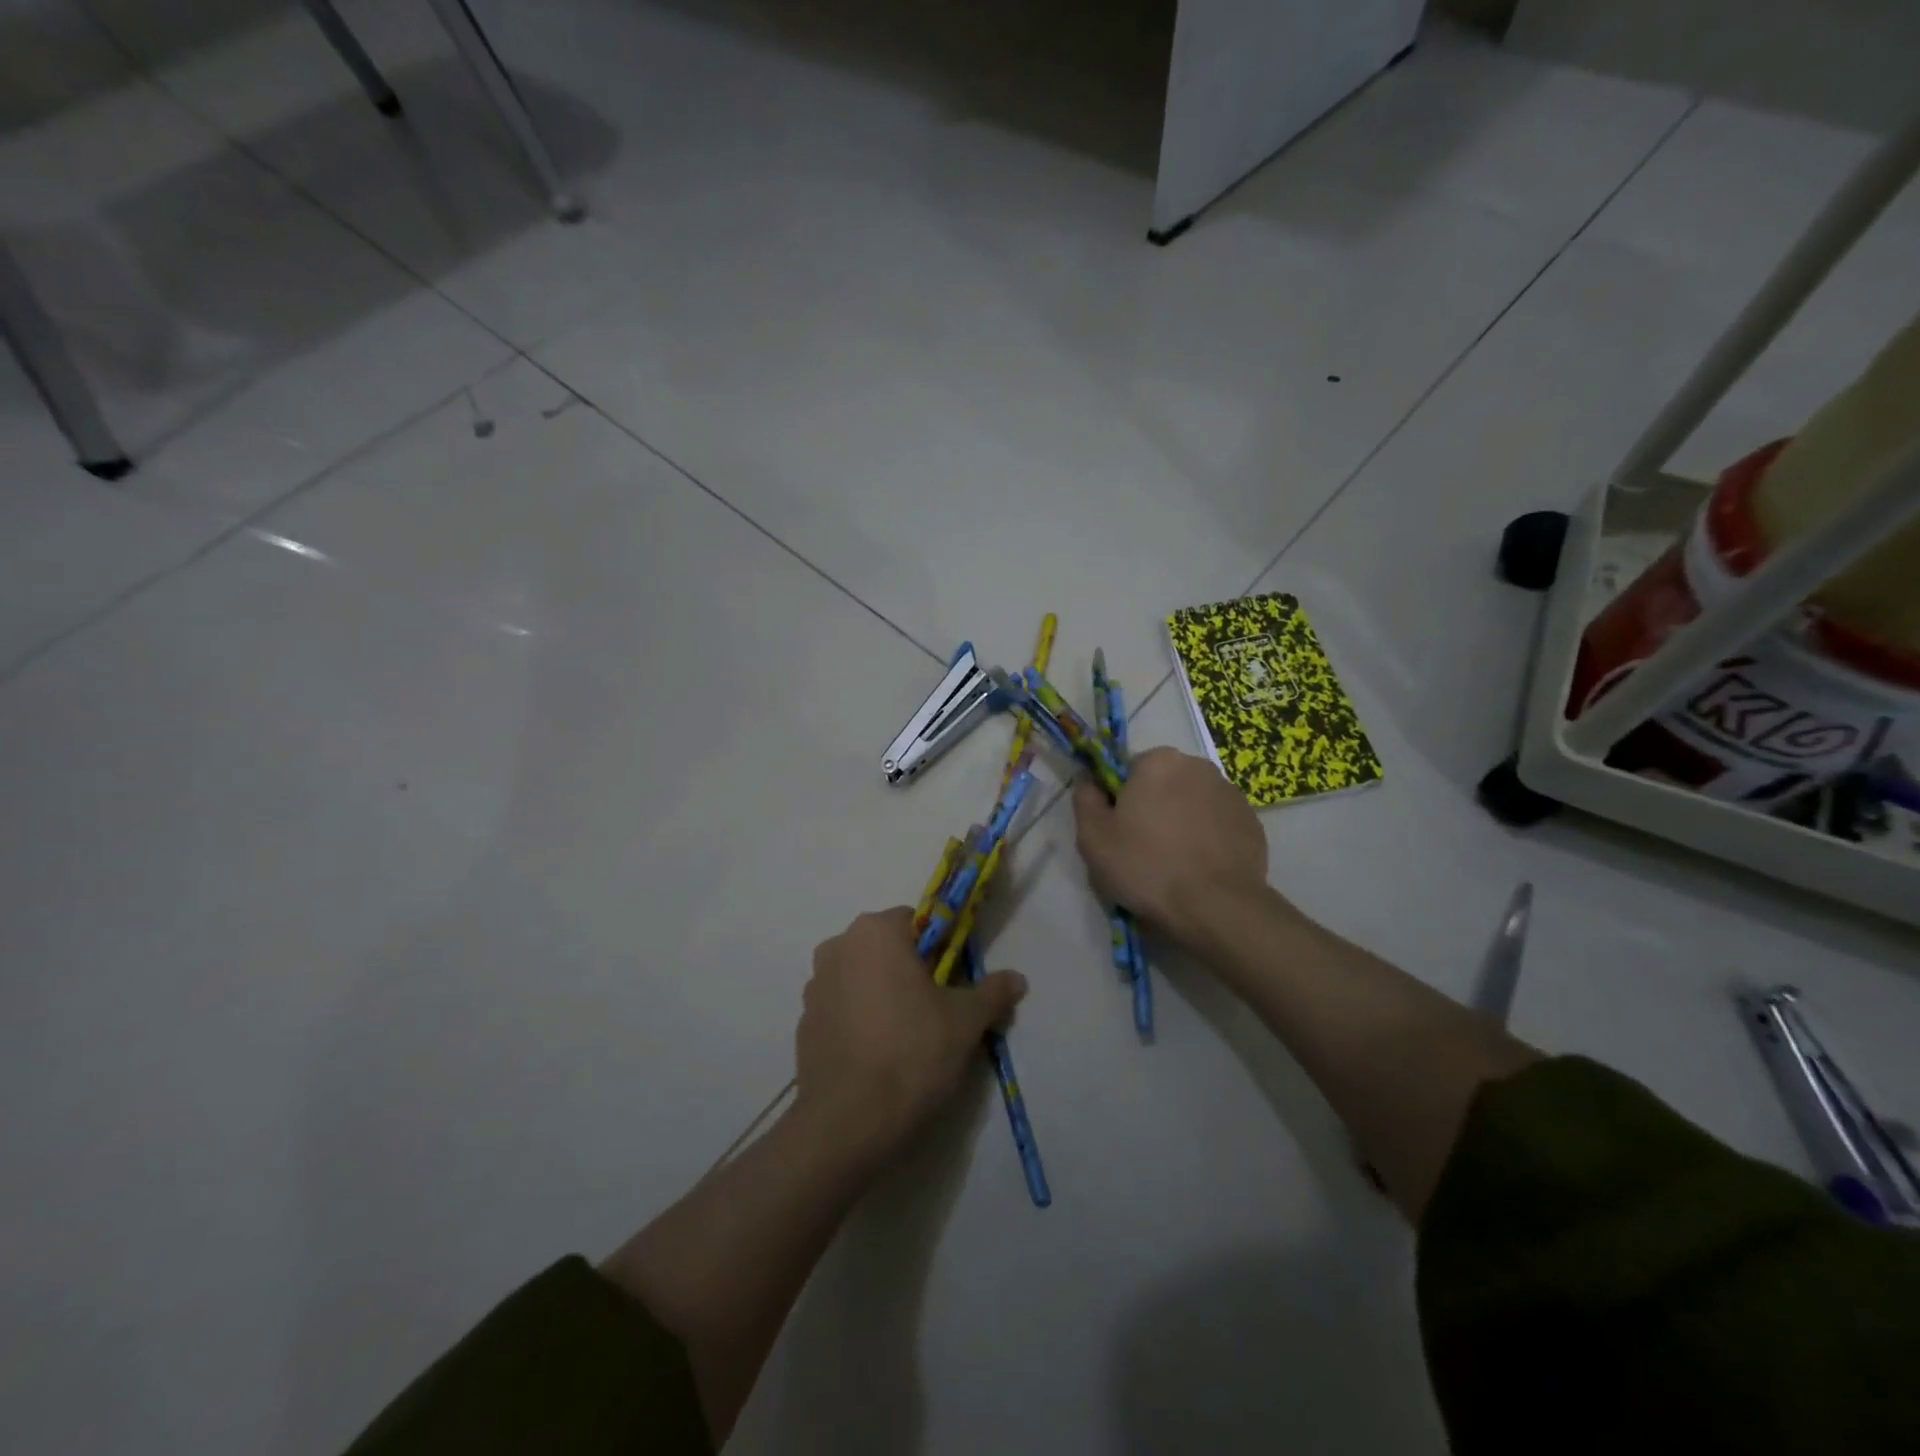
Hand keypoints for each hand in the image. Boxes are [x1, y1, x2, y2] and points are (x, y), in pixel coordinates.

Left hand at [794, 908, 1027, 1166]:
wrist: (846, 1123)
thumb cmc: (911, 1052)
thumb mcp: (966, 1021)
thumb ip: (992, 992)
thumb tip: (1017, 979)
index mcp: (875, 931)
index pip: (917, 922)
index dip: (941, 950)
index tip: (953, 984)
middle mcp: (838, 947)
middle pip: (887, 949)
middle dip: (911, 972)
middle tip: (936, 1013)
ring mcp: (815, 987)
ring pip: (863, 978)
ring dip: (884, 995)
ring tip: (907, 1040)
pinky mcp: (803, 1024)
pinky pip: (843, 1009)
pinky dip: (861, 1021)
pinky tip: (878, 1057)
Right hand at [1072, 747, 1272, 944]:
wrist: (1216, 906)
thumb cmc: (1146, 866)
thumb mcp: (1093, 837)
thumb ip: (1085, 798)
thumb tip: (1087, 778)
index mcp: (1159, 761)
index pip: (1128, 770)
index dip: (1119, 799)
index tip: (1118, 830)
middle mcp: (1199, 766)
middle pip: (1163, 783)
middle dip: (1153, 807)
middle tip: (1142, 848)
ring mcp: (1231, 793)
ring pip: (1192, 802)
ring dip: (1182, 821)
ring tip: (1174, 862)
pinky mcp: (1252, 822)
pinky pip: (1218, 823)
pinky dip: (1207, 837)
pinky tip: (1199, 867)